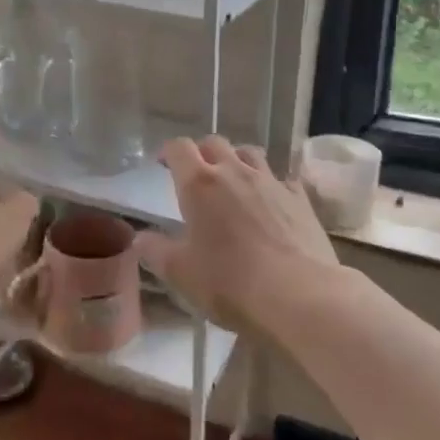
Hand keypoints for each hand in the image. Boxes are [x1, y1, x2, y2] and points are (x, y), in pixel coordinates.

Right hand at [132, 136, 340, 329]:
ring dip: (237, 160)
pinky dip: (272, 184)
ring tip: (234, 181)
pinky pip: (282, 179)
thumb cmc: (229, 283)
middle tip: (196, 174)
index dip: (168, 152)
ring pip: (250, 153)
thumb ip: (155, 251)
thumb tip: (139, 239)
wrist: (299, 296)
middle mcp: (234, 172)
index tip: (162, 165)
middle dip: (202, 153)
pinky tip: (272, 202)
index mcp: (199, 184)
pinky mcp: (300, 198)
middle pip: (214, 143)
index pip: (178, 148)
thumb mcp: (180, 273)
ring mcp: (271, 182)